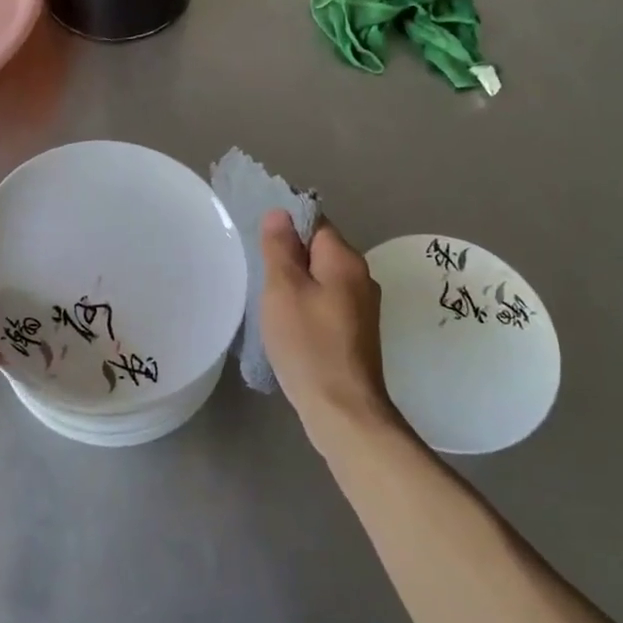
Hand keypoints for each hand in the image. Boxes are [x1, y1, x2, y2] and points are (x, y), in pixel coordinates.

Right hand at [258, 210, 398, 454]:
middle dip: (290, 258)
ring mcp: (363, 307)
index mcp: (345, 260)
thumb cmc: (308, 344)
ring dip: (298, 284)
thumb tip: (280, 213)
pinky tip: (290, 325)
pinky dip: (308, 306)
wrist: (342, 409)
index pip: (315, 223)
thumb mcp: (283, 289)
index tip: (261, 246)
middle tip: (260, 275)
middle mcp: (361, 277)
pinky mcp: (358, 332)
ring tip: (270, 302)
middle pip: (320, 251)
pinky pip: (328, 303)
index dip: (286, 228)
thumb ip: (280, 248)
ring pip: (323, 279)